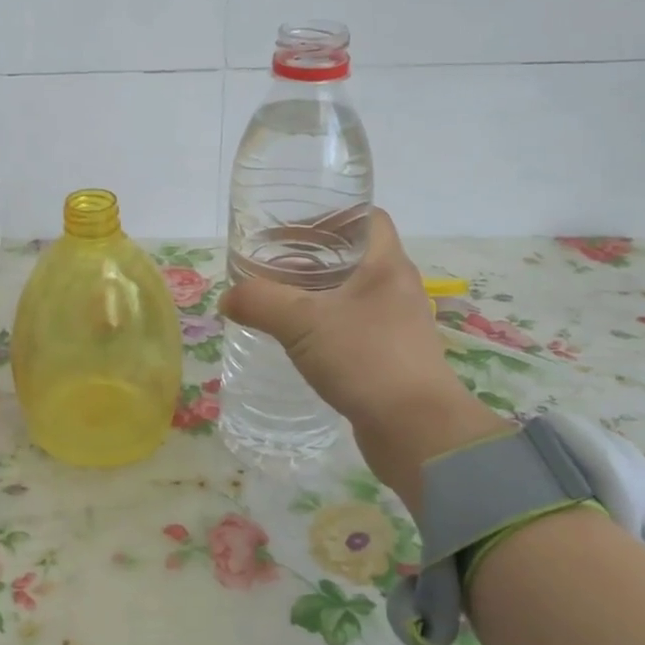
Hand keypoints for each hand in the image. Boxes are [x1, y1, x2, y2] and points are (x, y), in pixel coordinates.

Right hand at [218, 209, 506, 513]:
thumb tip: (229, 297)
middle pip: (353, 255)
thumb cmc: (365, 359)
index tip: (293, 226)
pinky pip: (353, 326)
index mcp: (386, 265)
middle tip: (272, 262)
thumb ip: (260, 301)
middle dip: (312, 254)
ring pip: (351, 293)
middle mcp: (396, 288)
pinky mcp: (390, 356)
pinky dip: (324, 323)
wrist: (416, 431)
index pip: (367, 218)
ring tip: (278, 298)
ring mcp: (397, 324)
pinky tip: (297, 339)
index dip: (331, 214)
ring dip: (316, 291)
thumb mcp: (301, 322)